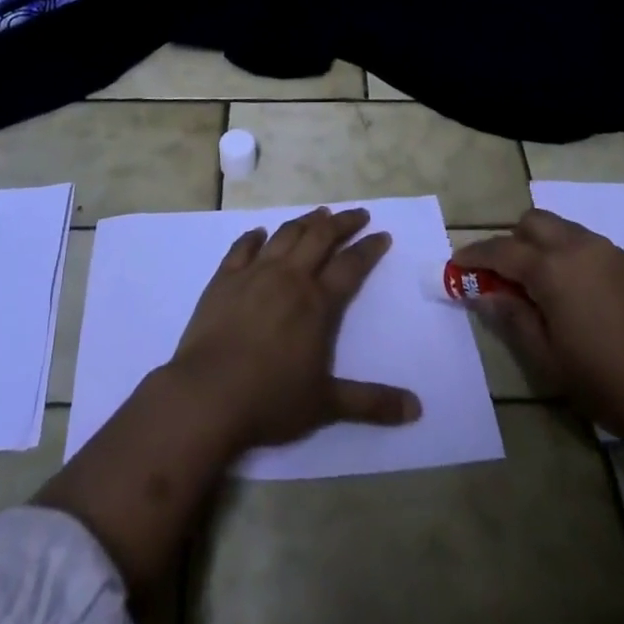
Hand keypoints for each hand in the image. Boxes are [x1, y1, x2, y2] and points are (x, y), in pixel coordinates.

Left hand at [170, 206, 421, 453]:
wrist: (206, 396)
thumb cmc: (270, 400)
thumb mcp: (326, 405)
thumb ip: (371, 402)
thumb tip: (416, 409)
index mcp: (317, 303)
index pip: (350, 265)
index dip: (368, 248)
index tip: (382, 234)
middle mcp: (289, 277)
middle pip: (320, 238)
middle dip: (342, 223)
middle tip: (357, 214)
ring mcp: (254, 274)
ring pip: (285, 235)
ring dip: (304, 222)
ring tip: (318, 214)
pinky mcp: (223, 279)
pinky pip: (242, 248)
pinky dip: (254, 237)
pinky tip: (259, 233)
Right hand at [455, 208, 623, 452]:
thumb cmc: (612, 385)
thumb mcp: (551, 361)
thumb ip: (514, 320)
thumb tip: (486, 293)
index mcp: (553, 268)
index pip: (501, 250)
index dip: (474, 256)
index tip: (456, 267)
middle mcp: (579, 246)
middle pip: (532, 222)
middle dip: (509, 241)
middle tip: (500, 279)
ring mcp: (609, 253)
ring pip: (560, 229)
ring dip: (538, 246)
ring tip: (535, 289)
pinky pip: (584, 244)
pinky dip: (564, 255)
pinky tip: (570, 296)